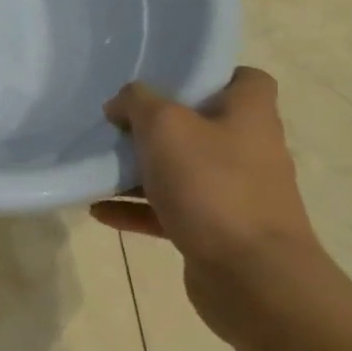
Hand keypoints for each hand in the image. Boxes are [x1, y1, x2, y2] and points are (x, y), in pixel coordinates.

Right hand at [91, 67, 334, 345]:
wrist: (252, 277)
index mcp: (249, 117)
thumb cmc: (213, 186)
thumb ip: (138, 102)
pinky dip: (135, 209)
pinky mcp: (216, 232)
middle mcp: (249, 152)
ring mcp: (234, 195)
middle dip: (159, 124)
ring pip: (182, 170)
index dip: (210, 73)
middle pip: (204, 125)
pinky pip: (169, 211)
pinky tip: (99, 210)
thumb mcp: (165, 126)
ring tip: (100, 166)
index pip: (246, 80)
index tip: (167, 79)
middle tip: (118, 122)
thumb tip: (122, 103)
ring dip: (141, 169)